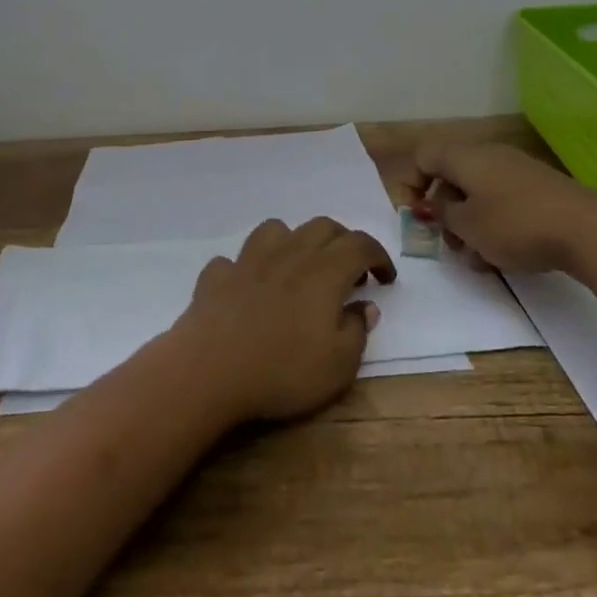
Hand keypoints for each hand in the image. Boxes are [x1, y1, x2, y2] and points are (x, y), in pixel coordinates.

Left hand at [169, 217, 394, 424]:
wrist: (210, 369)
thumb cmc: (283, 370)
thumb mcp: (339, 365)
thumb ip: (357, 331)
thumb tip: (365, 307)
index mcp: (325, 271)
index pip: (360, 245)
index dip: (378, 256)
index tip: (386, 278)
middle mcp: (289, 254)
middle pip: (322, 227)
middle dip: (343, 241)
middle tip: (351, 271)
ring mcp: (249, 260)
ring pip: (277, 229)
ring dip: (295, 241)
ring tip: (299, 268)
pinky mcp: (218, 275)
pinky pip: (235, 260)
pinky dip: (248, 268)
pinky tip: (249, 288)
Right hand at [401, 142, 596, 276]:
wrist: (588, 230)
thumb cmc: (515, 225)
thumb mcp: (468, 225)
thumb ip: (442, 213)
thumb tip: (434, 204)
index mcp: (465, 157)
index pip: (423, 156)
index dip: (410, 184)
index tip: (415, 217)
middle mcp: (489, 155)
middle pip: (450, 177)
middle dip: (443, 212)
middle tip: (447, 243)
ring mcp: (517, 171)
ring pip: (477, 194)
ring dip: (468, 224)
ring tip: (477, 259)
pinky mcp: (538, 189)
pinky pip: (502, 201)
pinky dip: (493, 225)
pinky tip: (502, 256)